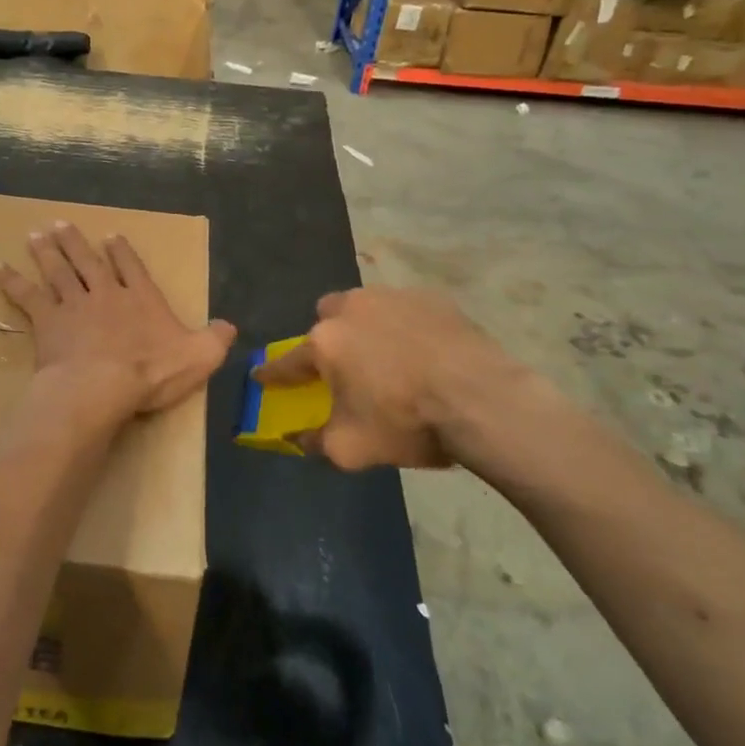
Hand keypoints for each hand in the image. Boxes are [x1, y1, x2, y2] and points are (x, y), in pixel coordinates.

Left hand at [0, 222, 235, 422]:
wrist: (102, 386)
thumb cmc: (150, 372)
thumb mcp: (198, 357)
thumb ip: (214, 340)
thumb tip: (229, 326)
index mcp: (140, 299)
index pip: (132, 267)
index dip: (122, 251)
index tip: (111, 236)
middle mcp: (106, 293)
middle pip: (87, 262)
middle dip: (75, 242)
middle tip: (59, 224)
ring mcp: (74, 304)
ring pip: (58, 271)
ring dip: (46, 252)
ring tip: (35, 235)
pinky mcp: (47, 320)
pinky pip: (26, 296)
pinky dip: (11, 281)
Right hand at [252, 287, 581, 479]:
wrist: (482, 401)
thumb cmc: (407, 422)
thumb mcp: (352, 448)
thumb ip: (316, 442)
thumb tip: (299, 439)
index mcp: (326, 343)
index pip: (287, 361)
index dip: (274, 373)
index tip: (262, 376)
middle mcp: (351, 309)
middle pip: (326, 317)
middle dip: (328, 337)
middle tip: (346, 366)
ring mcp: (393, 297)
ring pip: (365, 305)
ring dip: (366, 326)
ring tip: (389, 355)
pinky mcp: (431, 297)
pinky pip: (405, 308)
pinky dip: (406, 325)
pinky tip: (424, 350)